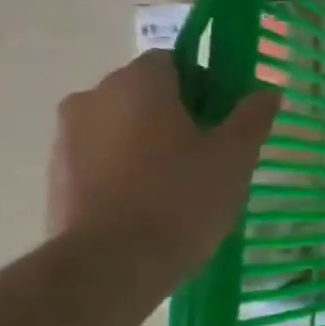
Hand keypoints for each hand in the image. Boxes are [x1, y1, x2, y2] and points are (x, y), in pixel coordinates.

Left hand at [48, 51, 279, 282]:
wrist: (110, 265)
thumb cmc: (181, 198)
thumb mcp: (235, 156)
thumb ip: (252, 117)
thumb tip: (268, 90)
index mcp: (137, 83)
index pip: (175, 60)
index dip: (207, 83)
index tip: (227, 118)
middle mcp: (93, 97)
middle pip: (146, 92)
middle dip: (179, 113)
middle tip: (212, 152)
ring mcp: (66, 137)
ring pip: (122, 126)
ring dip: (151, 142)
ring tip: (182, 184)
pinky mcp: (56, 176)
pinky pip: (102, 157)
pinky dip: (126, 169)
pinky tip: (151, 204)